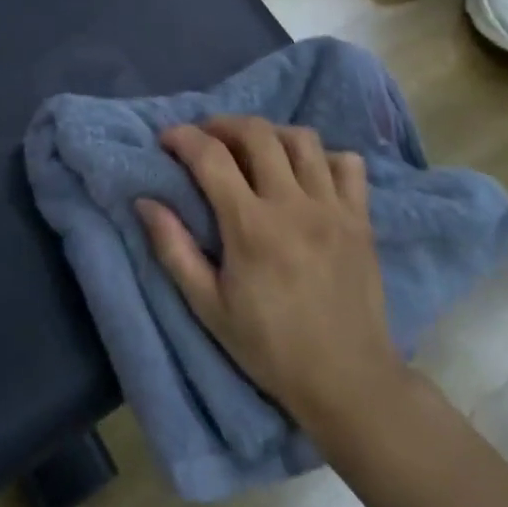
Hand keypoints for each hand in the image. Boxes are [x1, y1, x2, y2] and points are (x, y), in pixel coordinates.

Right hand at [137, 117, 406, 432]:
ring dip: (270, 134)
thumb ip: (173, 249)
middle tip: (205, 138)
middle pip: (258, 133)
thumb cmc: (269, 347)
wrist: (348, 382)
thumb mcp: (208, 307)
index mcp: (251, 227)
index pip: (211, 157)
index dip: (183, 138)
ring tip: (252, 150)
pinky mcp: (362, 220)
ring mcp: (334, 209)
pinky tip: (305, 174)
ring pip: (303, 140)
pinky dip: (323, 157)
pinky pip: (348, 164)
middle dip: (223, 124)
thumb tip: (145, 202)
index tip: (166, 139)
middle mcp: (294, 206)